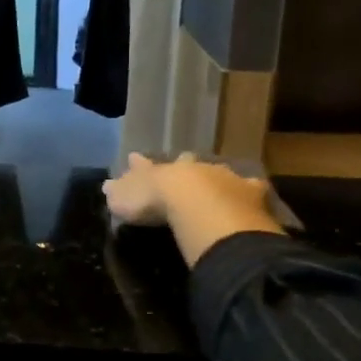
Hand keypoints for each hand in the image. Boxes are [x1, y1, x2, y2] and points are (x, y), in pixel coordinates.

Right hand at [103, 154, 283, 264]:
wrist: (195, 203)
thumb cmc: (154, 202)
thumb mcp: (124, 199)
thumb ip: (117, 192)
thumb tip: (106, 185)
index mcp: (159, 171)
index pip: (145, 165)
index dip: (139, 164)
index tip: (134, 158)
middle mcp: (189, 167)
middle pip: (184, 162)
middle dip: (182, 164)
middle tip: (182, 163)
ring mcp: (220, 176)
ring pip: (216, 172)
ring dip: (215, 177)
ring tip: (218, 182)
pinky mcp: (247, 190)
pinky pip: (249, 187)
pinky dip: (249, 190)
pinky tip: (253, 192)